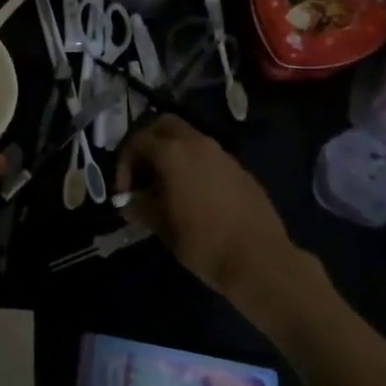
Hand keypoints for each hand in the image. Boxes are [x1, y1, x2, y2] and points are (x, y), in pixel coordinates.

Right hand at [117, 115, 301, 297]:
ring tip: (168, 187)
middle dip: (149, 142)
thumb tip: (130, 203)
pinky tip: (196, 196)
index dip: (124, 164)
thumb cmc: (204, 243)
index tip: (124, 191)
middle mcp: (197, 144)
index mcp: (173, 153)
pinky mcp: (241, 170)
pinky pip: (210, 158)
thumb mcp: (163, 228)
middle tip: (143, 172)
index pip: (138, 141)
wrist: (261, 261)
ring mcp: (223, 155)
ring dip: (174, 154)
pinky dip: (195, 166)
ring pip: (190, 139)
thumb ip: (142, 208)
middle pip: (165, 125)